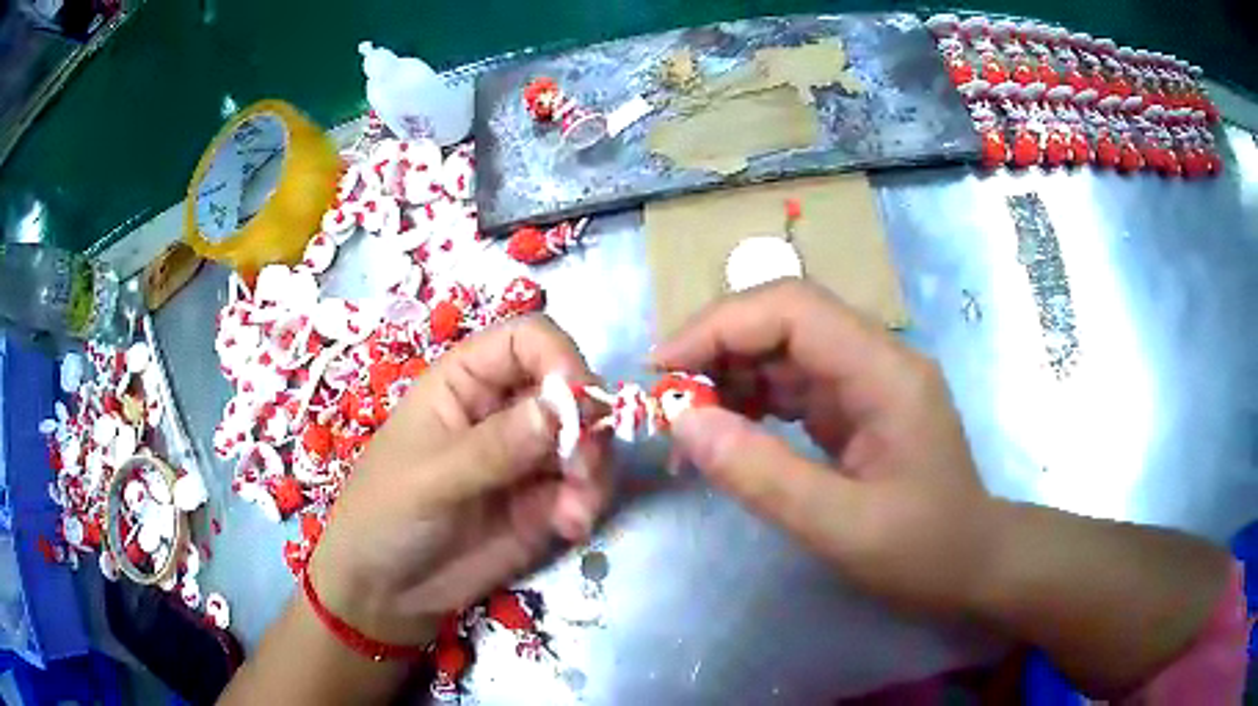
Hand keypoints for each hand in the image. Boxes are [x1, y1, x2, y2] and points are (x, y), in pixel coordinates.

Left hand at [307, 315, 609, 645]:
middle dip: (587, 425)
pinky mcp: (543, 502)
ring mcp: (526, 458)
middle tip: (581, 469)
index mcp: (464, 382)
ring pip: (586, 440)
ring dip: (593, 470)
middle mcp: (503, 411)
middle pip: (569, 389)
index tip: (579, 399)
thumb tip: (560, 410)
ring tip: (573, 512)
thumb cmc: (386, 516)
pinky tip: (568, 528)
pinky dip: (588, 502)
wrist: (387, 591)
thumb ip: (494, 447)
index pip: (526, 339)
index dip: (559, 356)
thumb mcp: (431, 479)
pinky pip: (585, 487)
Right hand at [653, 281, 995, 614]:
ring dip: (728, 377)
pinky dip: (750, 403)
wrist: (973, 567)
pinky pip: (791, 386)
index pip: (793, 309)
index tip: (663, 369)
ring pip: (782, 351)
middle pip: (784, 319)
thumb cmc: (923, 551)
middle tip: (665, 400)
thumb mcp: (841, 528)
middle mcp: (876, 359)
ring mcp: (865, 381)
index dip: (720, 325)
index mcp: (885, 372)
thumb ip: (762, 475)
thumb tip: (683, 423)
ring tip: (686, 423)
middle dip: (717, 349)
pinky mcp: (854, 406)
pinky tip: (724, 432)